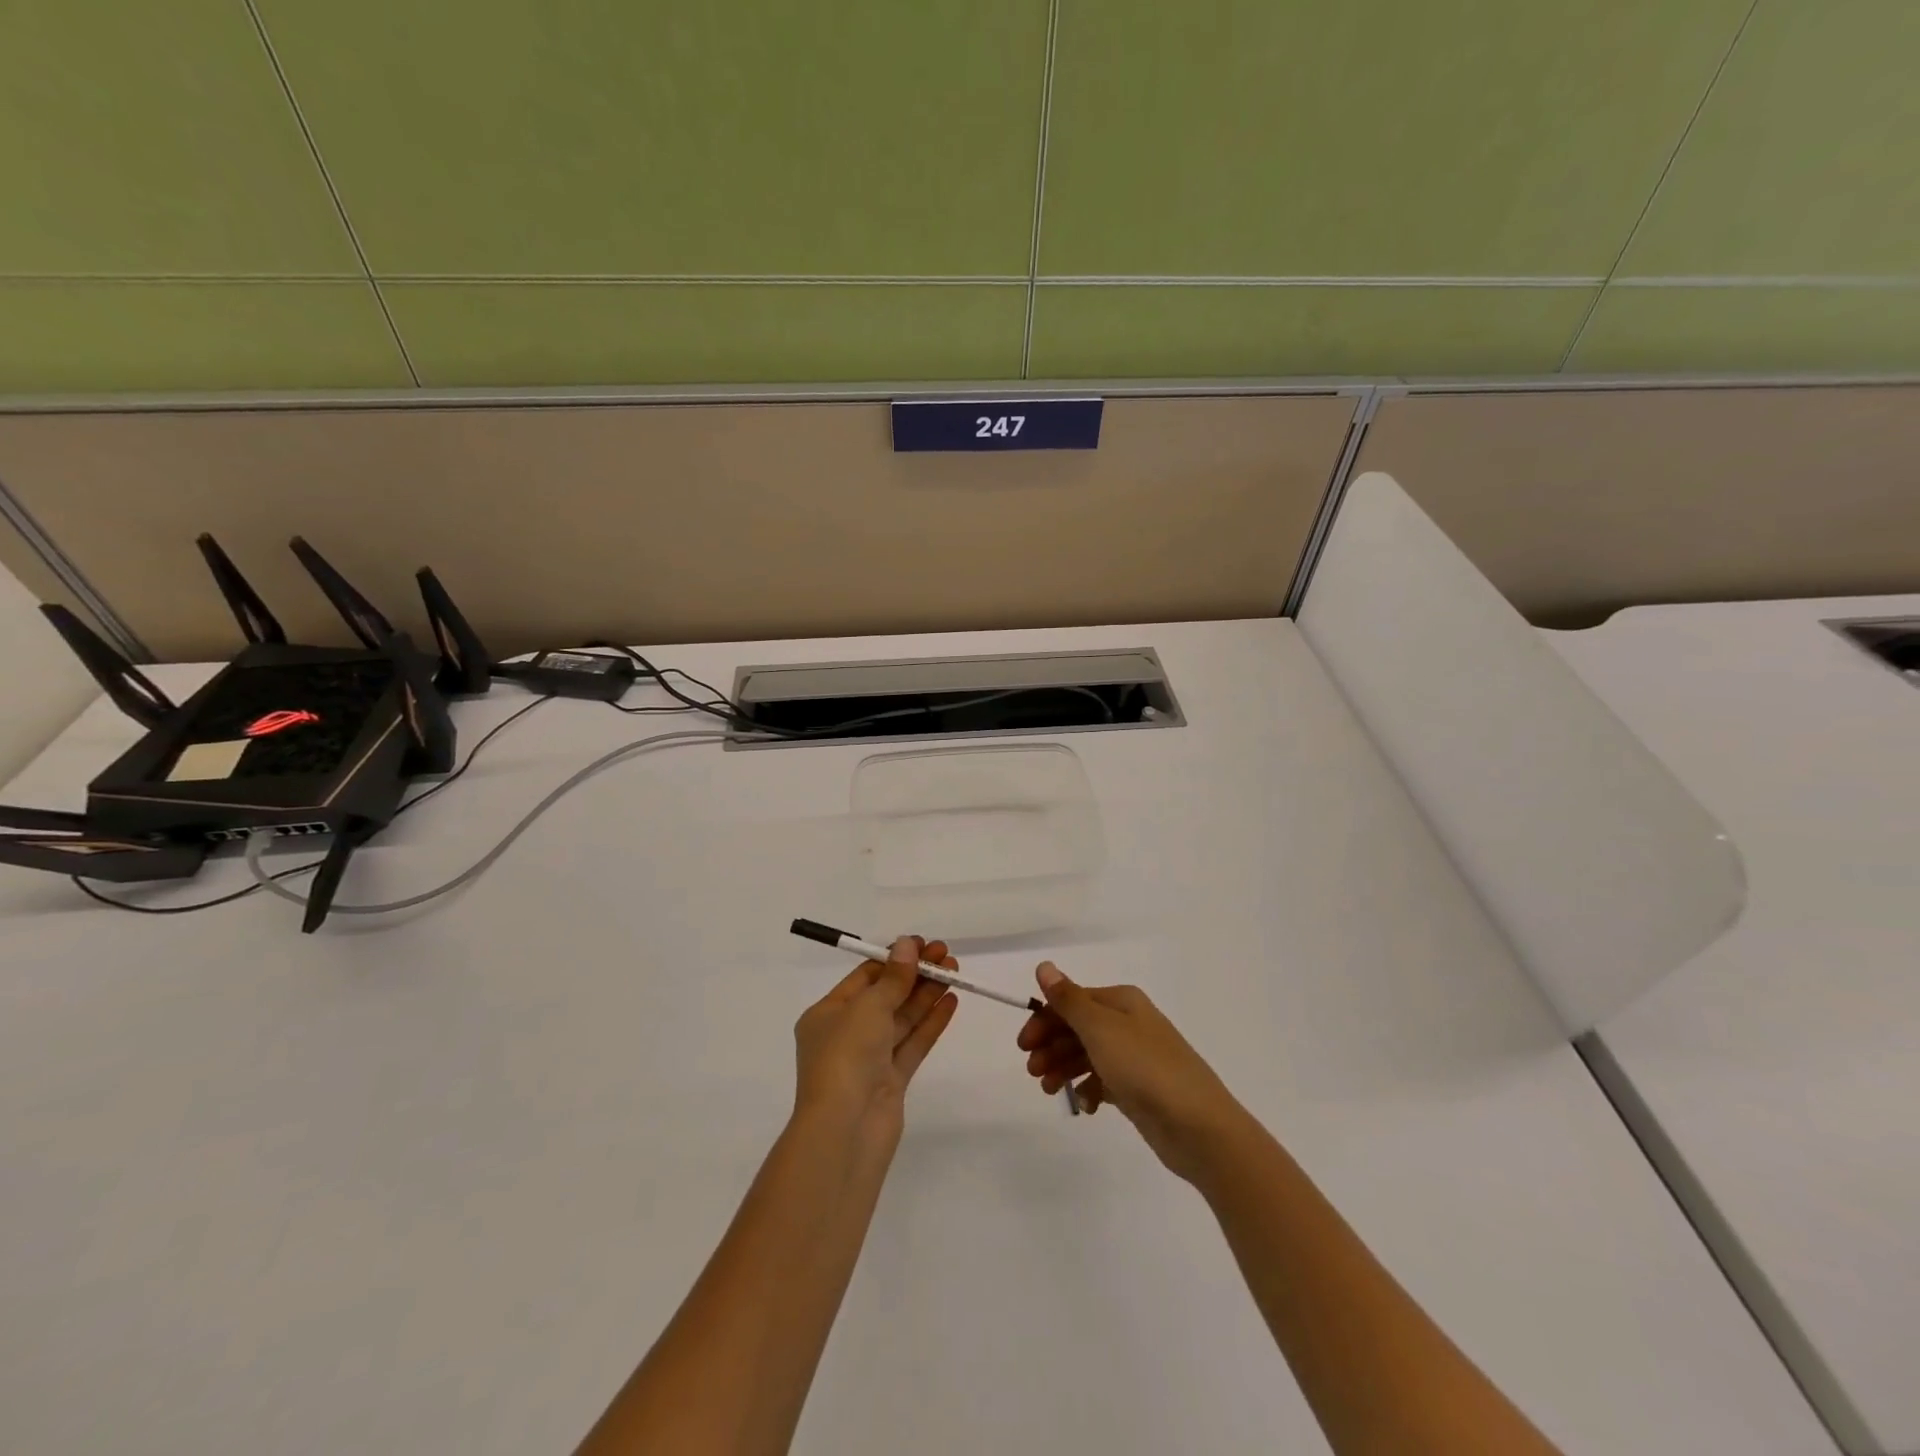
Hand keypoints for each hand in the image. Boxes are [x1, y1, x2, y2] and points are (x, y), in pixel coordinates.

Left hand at [792, 936, 958, 1146]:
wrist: (845, 1131)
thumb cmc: (846, 1057)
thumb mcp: (868, 1007)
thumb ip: (893, 977)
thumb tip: (907, 945)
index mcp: (827, 1014)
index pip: (864, 977)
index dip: (894, 959)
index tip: (922, 944)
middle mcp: (846, 1034)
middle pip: (886, 996)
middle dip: (915, 975)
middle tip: (945, 955)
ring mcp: (869, 1060)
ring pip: (902, 1019)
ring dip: (927, 995)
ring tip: (954, 973)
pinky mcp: (890, 1082)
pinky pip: (912, 1044)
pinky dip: (931, 1023)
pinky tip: (951, 1002)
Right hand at [1017, 963, 1245, 1180]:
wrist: (1198, 1126)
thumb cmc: (1145, 1068)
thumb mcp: (1100, 1029)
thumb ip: (1069, 1000)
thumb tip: (1044, 966)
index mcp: (1121, 1001)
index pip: (1071, 1001)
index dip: (1044, 1020)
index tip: (1023, 1046)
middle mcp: (1128, 1023)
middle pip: (1078, 1027)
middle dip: (1051, 1046)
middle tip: (1032, 1072)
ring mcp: (1135, 1056)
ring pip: (1088, 1054)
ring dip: (1063, 1067)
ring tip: (1049, 1089)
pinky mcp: (1140, 1088)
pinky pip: (1104, 1081)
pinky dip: (1089, 1089)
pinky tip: (1084, 1105)